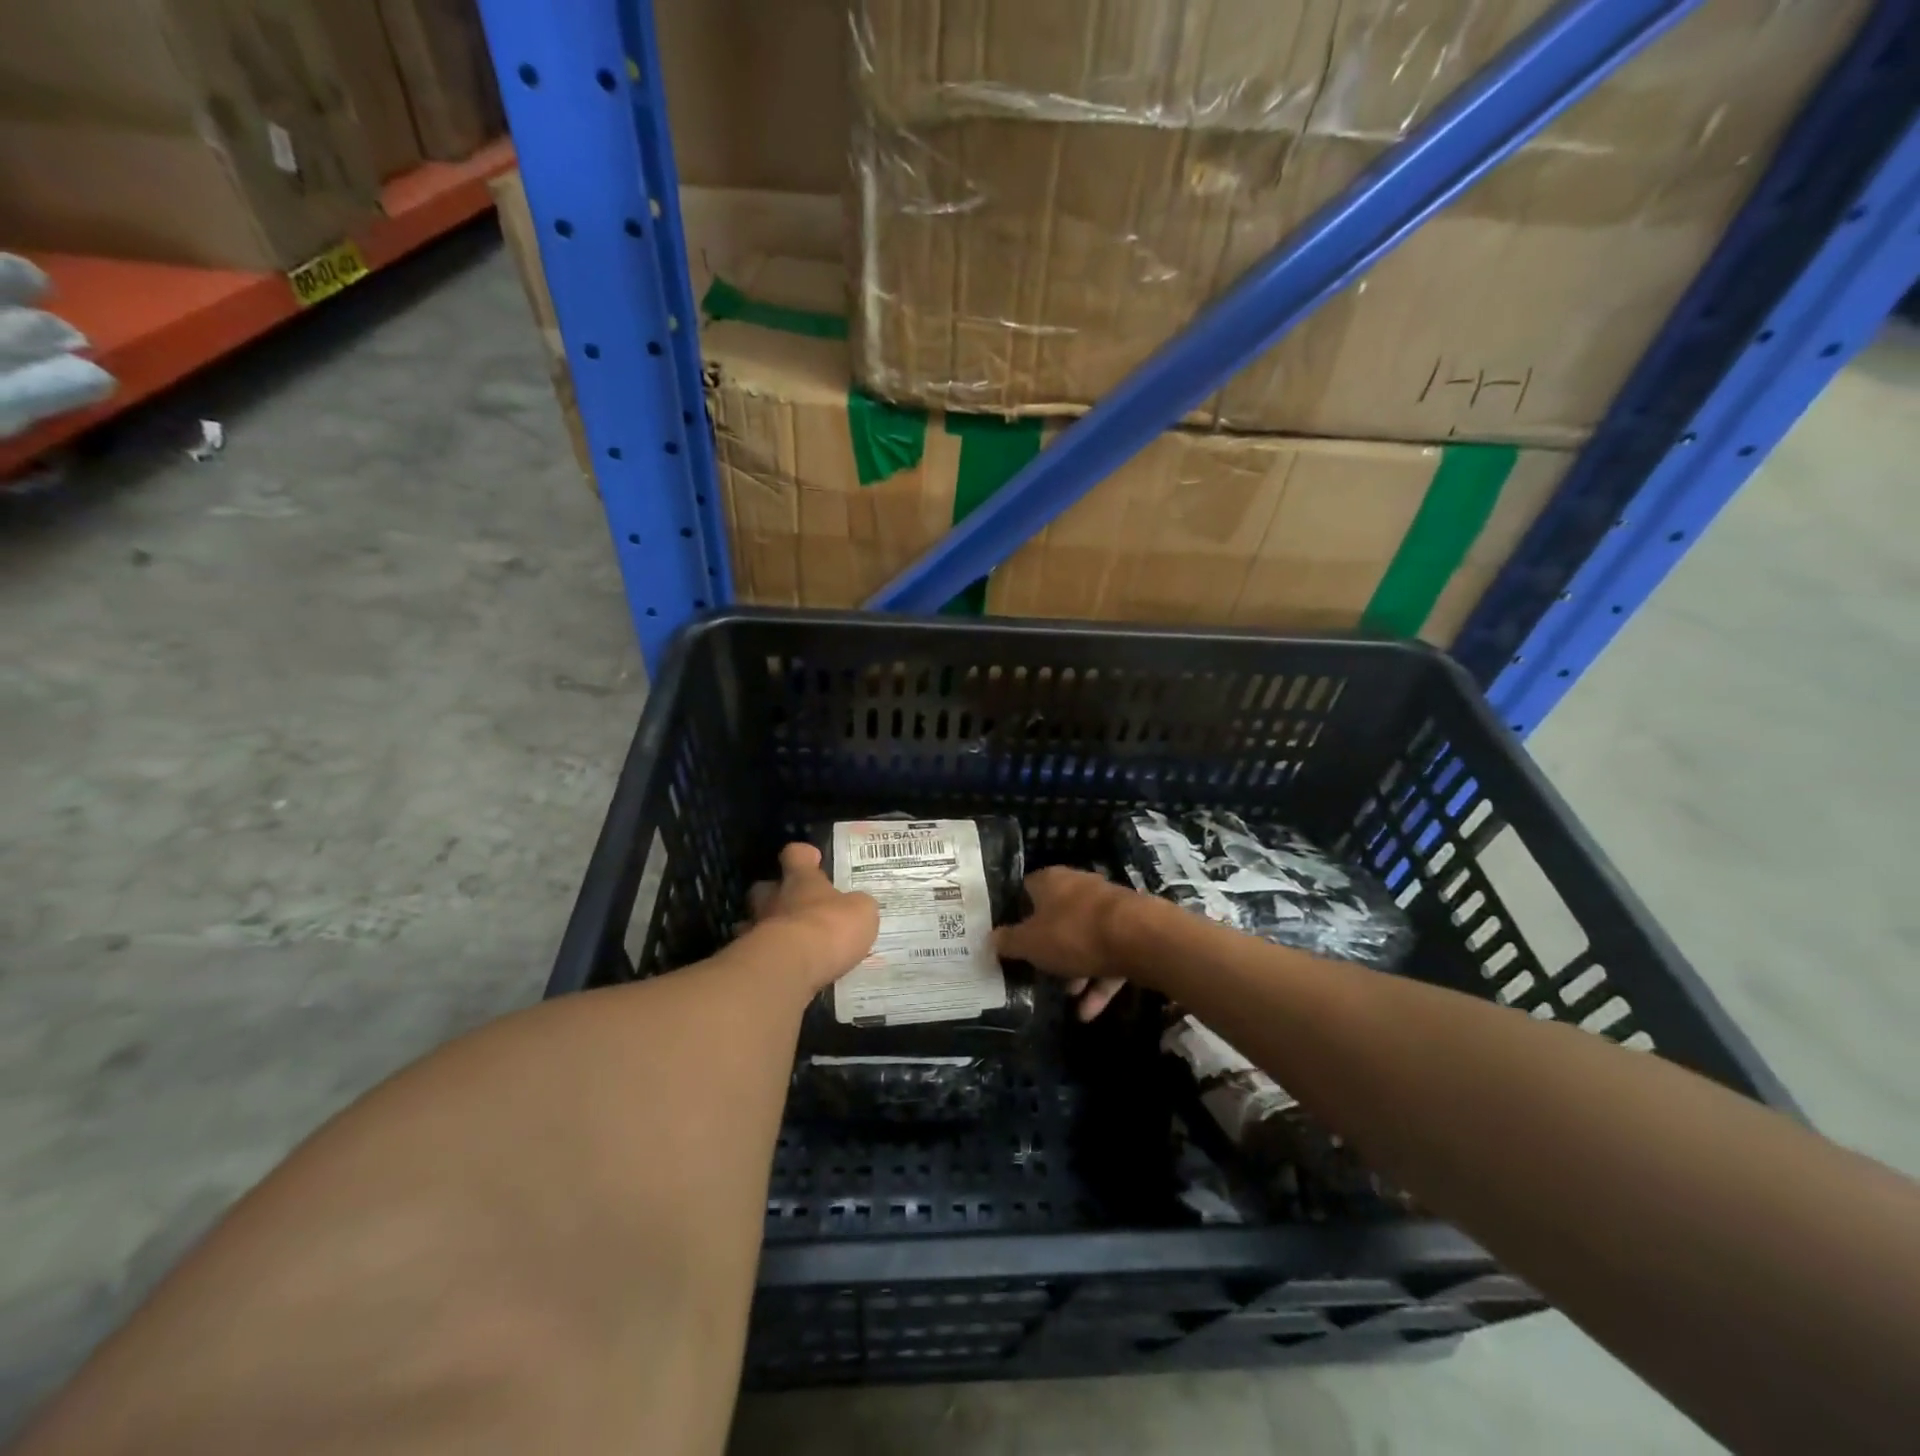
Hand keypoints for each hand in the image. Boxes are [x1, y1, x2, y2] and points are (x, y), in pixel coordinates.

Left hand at [745, 843, 879, 992]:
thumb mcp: (861, 911)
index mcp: (802, 880)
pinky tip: (781, 967)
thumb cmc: (830, 927)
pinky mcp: (751, 958)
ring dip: (768, 927)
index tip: (812, 858)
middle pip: (766, 887)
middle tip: (794, 904)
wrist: (790, 966)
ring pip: (755, 920)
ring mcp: (758, 927)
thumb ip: (856, 905)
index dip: (803, 855)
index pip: (796, 855)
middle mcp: (775, 898)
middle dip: (776, 893)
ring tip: (787, 942)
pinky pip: (756, 952)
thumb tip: (855, 905)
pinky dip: (766, 957)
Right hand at [994, 867, 1136, 1021]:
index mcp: (1051, 881)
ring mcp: (1108, 909)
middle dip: (1048, 948)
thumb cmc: (1074, 933)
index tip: (1009, 939)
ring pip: (1084, 940)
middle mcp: (1079, 888)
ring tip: (1068, 997)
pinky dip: (1098, 982)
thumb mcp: (1030, 943)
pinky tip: (1088, 1011)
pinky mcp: (1131, 931)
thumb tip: (991, 938)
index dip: (1016, 914)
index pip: (1026, 891)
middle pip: (1056, 917)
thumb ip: (1009, 942)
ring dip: (1075, 969)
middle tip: (1037, 972)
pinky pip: (1108, 957)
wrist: (1140, 938)